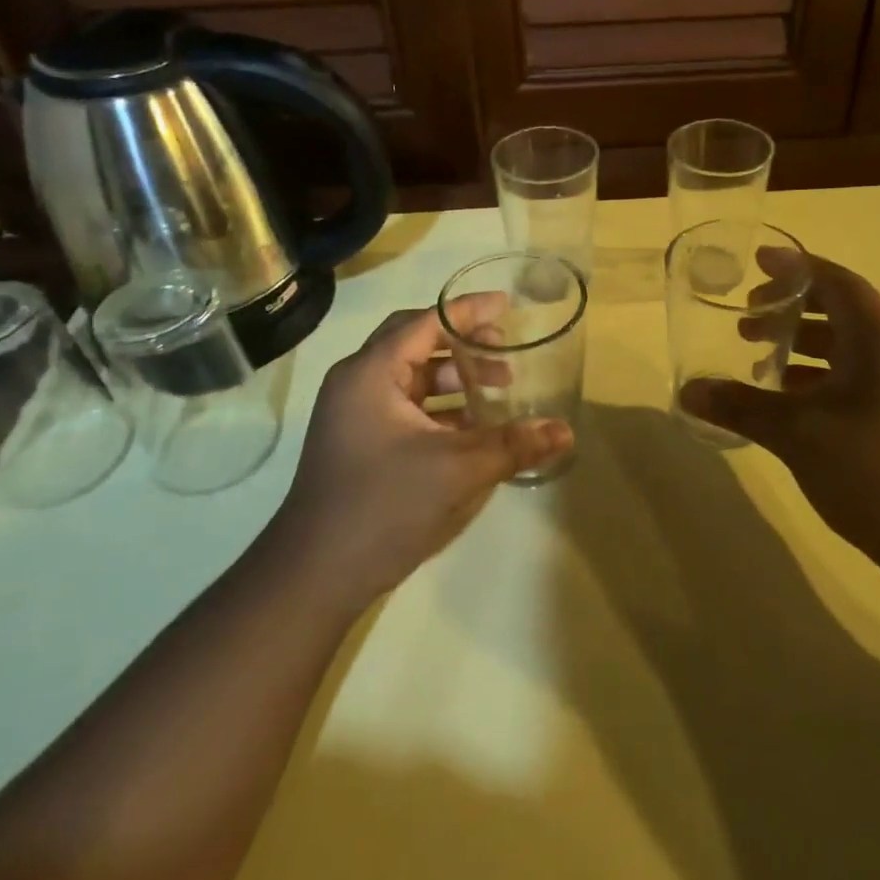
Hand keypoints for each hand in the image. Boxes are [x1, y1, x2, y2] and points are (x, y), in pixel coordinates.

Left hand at [273, 302, 572, 609]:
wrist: (314, 574)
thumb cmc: (383, 506)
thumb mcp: (457, 470)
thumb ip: (513, 445)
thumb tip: (565, 431)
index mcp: (371, 373)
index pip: (426, 322)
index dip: (468, 311)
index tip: (507, 305)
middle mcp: (357, 383)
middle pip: (416, 343)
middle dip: (463, 343)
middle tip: (504, 350)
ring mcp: (353, 415)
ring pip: (410, 377)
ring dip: (454, 378)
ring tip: (498, 389)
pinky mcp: (358, 443)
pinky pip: (405, 407)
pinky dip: (439, 407)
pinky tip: (472, 427)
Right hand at [680, 251, 879, 570]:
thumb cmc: (873, 469)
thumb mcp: (797, 433)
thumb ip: (741, 406)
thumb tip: (687, 391)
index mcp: (878, 338)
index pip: (835, 281)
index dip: (794, 267)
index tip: (756, 262)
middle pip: (838, 308)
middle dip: (790, 306)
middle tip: (746, 316)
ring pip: (842, 344)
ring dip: (799, 341)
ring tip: (756, 354)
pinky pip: (848, 374)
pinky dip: (813, 374)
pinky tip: (783, 396)